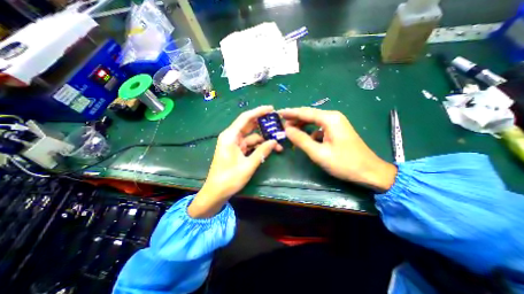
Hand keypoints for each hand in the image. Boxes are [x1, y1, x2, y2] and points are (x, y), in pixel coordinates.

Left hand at [190, 106, 281, 217]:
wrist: (216, 192)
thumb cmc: (229, 179)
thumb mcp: (248, 165)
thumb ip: (262, 152)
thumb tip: (274, 142)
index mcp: (230, 136)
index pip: (246, 118)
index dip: (258, 112)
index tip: (271, 109)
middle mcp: (232, 137)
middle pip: (249, 125)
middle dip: (263, 125)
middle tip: (278, 124)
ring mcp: (234, 144)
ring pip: (251, 136)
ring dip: (264, 139)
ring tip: (278, 143)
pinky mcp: (237, 151)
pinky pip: (250, 145)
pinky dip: (259, 146)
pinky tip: (269, 149)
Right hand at [278, 106, 396, 190]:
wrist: (370, 172)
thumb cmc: (344, 163)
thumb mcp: (319, 153)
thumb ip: (301, 140)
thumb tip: (286, 130)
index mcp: (329, 119)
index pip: (305, 112)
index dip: (290, 112)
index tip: (278, 113)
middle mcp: (333, 117)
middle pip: (309, 114)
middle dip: (294, 119)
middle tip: (281, 124)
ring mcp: (336, 123)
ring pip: (313, 121)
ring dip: (301, 125)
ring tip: (289, 131)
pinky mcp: (337, 130)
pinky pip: (319, 127)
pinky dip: (309, 131)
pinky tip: (305, 138)